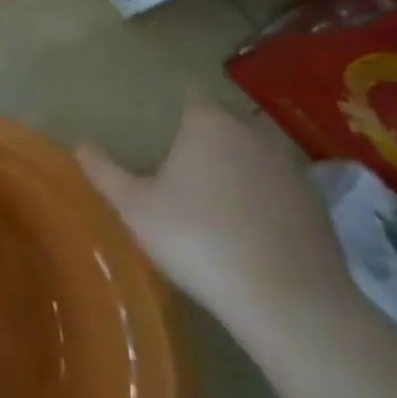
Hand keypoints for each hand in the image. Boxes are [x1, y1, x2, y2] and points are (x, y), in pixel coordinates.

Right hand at [76, 90, 350, 330]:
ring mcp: (291, 169)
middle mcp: (252, 134)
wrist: (289, 301)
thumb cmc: (198, 239)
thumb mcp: (135, 207)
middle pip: (225, 122)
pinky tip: (250, 228)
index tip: (164, 121)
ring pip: (255, 154)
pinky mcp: (317, 207)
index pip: (192, 96)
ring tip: (215, 195)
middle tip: (182, 161)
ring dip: (238, 166)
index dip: (178, 104)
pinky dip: (265, 198)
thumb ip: (103, 171)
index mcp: (207, 124)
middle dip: (207, 134)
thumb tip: (79, 143)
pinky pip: (280, 189)